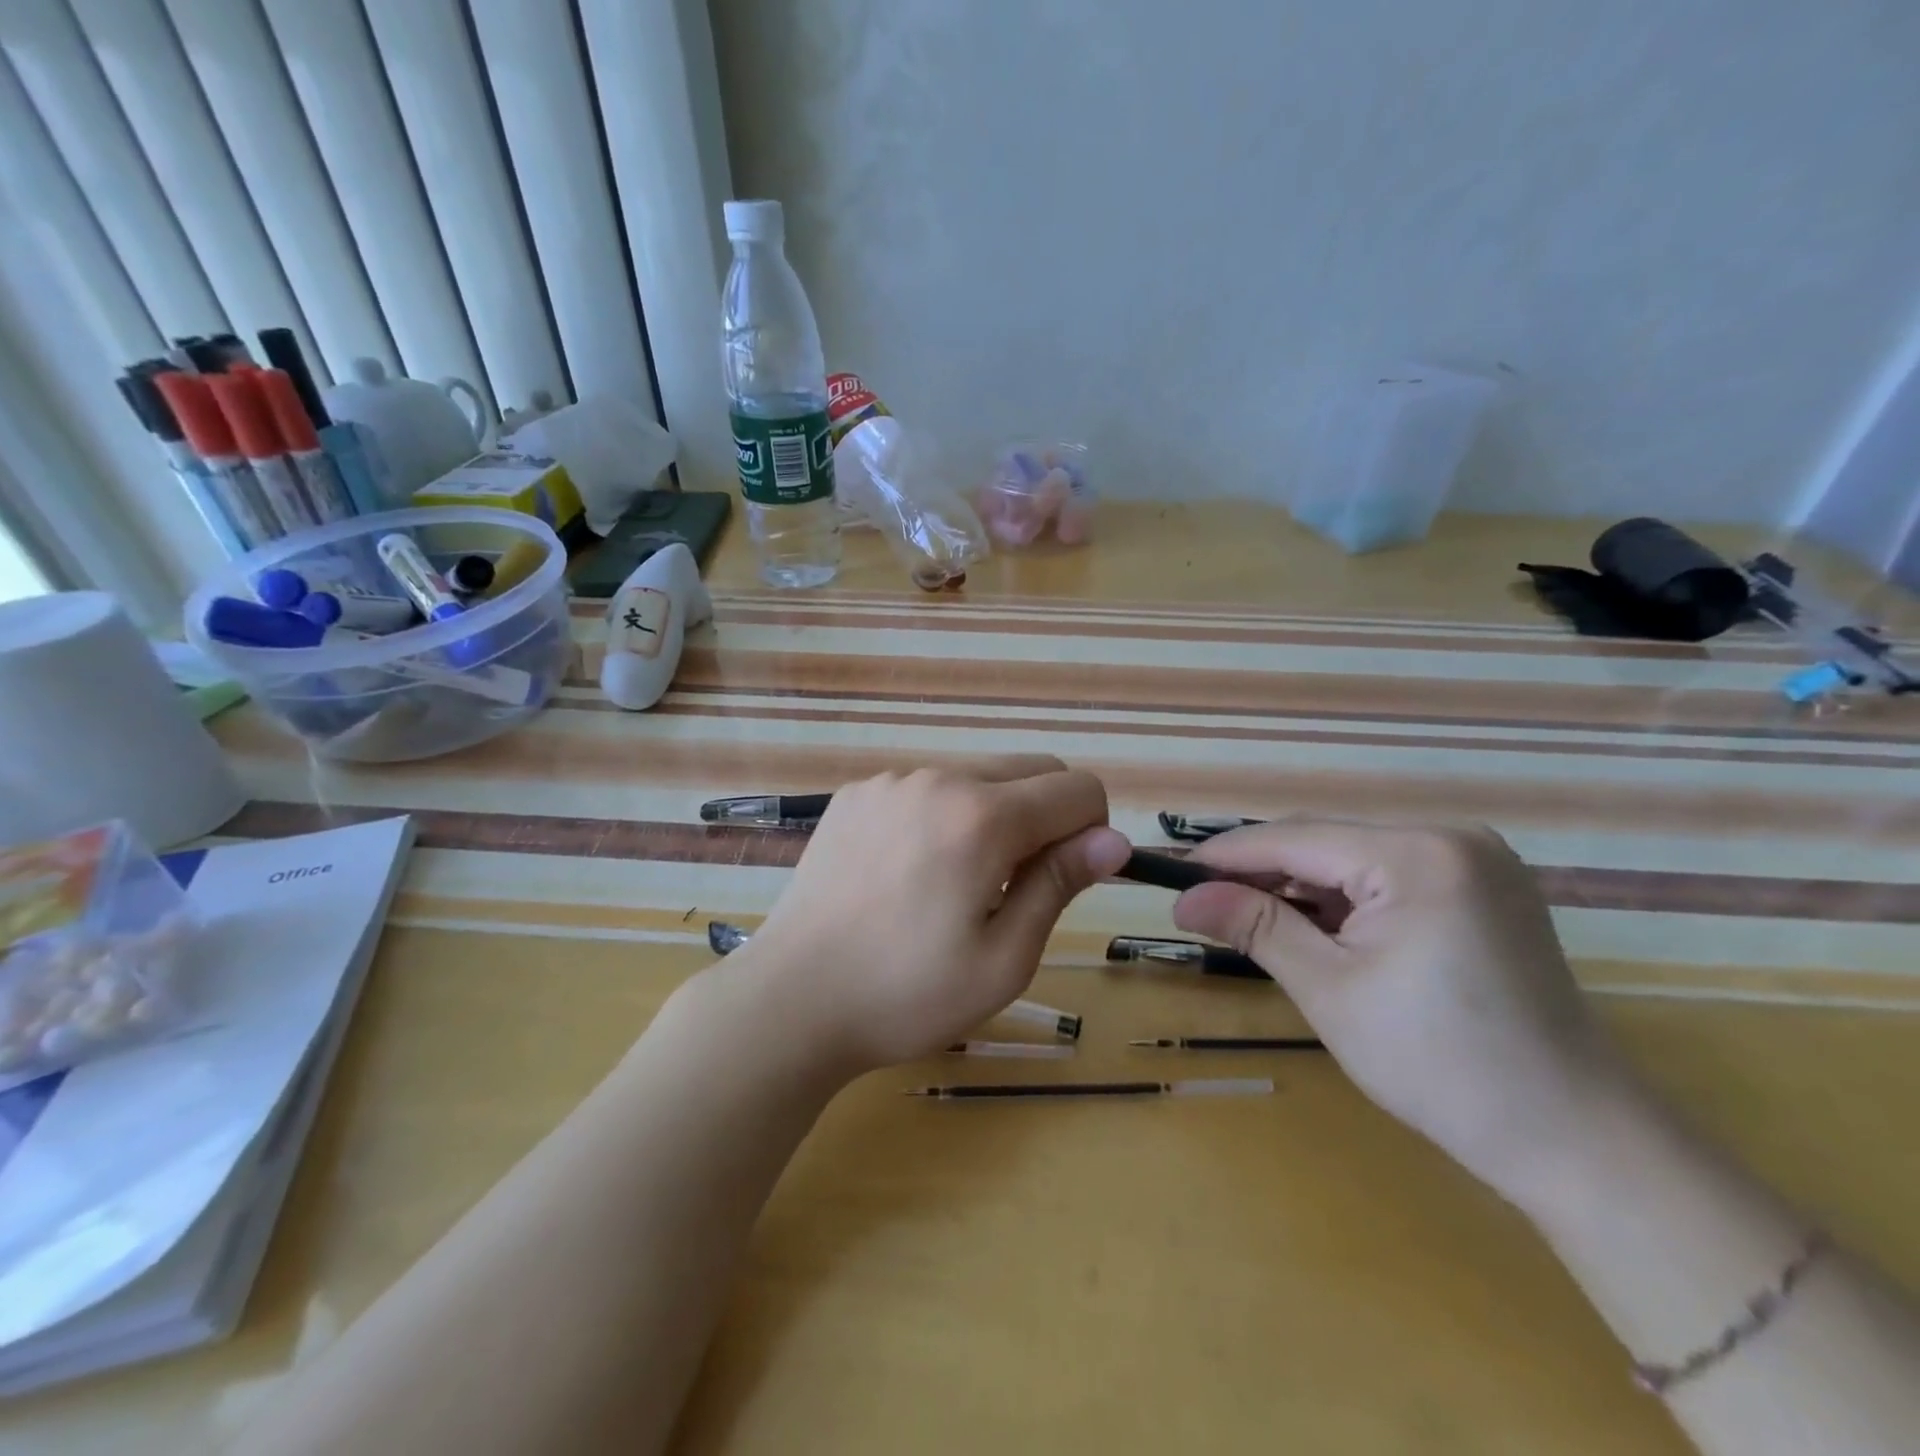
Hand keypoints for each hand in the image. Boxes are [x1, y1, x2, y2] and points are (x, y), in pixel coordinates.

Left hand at [738, 757, 1130, 1073]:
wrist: (791, 1000)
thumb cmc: (907, 994)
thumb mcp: (1004, 958)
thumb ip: (1060, 884)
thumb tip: (1114, 840)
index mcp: (982, 816)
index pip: (1078, 788)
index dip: (1091, 832)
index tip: (1064, 880)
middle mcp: (938, 778)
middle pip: (1030, 770)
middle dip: (1046, 817)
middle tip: (1012, 888)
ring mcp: (890, 781)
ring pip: (977, 777)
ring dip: (992, 816)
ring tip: (953, 885)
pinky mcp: (856, 793)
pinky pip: (926, 788)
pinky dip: (941, 816)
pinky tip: (907, 873)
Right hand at [1172, 820, 1635, 1202]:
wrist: (1574, 1138)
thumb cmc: (1440, 1066)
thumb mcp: (1330, 991)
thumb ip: (1255, 927)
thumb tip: (1184, 898)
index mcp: (1419, 855)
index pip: (1296, 837)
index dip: (1228, 855)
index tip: (1173, 872)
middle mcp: (1451, 838)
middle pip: (1326, 842)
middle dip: (1263, 873)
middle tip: (1204, 902)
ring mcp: (1475, 861)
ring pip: (1355, 858)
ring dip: (1301, 887)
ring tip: (1249, 918)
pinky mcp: (1484, 888)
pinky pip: (1389, 876)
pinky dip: (1344, 899)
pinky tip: (1315, 928)